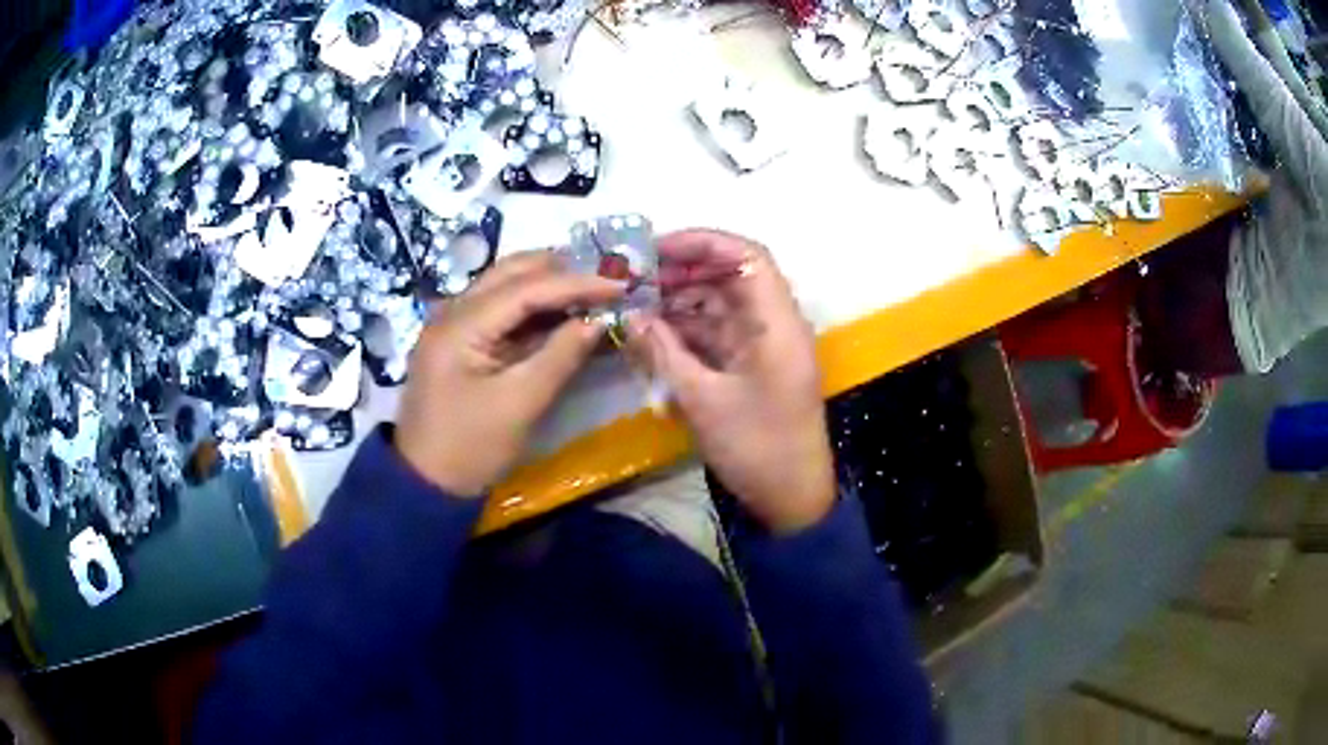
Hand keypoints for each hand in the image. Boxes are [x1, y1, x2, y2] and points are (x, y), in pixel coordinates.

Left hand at [395, 252, 623, 494]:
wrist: (425, 483)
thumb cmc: (471, 448)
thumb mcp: (520, 404)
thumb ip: (561, 356)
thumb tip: (599, 321)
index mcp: (460, 324)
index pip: (526, 287)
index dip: (577, 283)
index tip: (621, 285)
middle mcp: (452, 310)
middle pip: (512, 272)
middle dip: (562, 272)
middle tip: (607, 281)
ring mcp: (453, 323)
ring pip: (506, 285)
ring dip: (548, 285)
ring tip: (593, 293)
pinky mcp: (459, 340)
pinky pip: (500, 309)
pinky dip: (534, 308)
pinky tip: (563, 314)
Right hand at [628, 230, 834, 532]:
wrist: (791, 497)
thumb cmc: (757, 448)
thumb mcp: (703, 400)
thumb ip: (664, 351)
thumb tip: (631, 315)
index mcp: (777, 324)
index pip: (747, 257)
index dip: (702, 243)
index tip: (655, 250)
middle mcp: (774, 324)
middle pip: (731, 276)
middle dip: (682, 271)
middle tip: (633, 279)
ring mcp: (764, 344)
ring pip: (721, 303)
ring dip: (681, 300)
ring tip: (635, 305)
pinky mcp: (753, 364)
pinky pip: (719, 331)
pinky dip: (688, 328)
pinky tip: (653, 331)